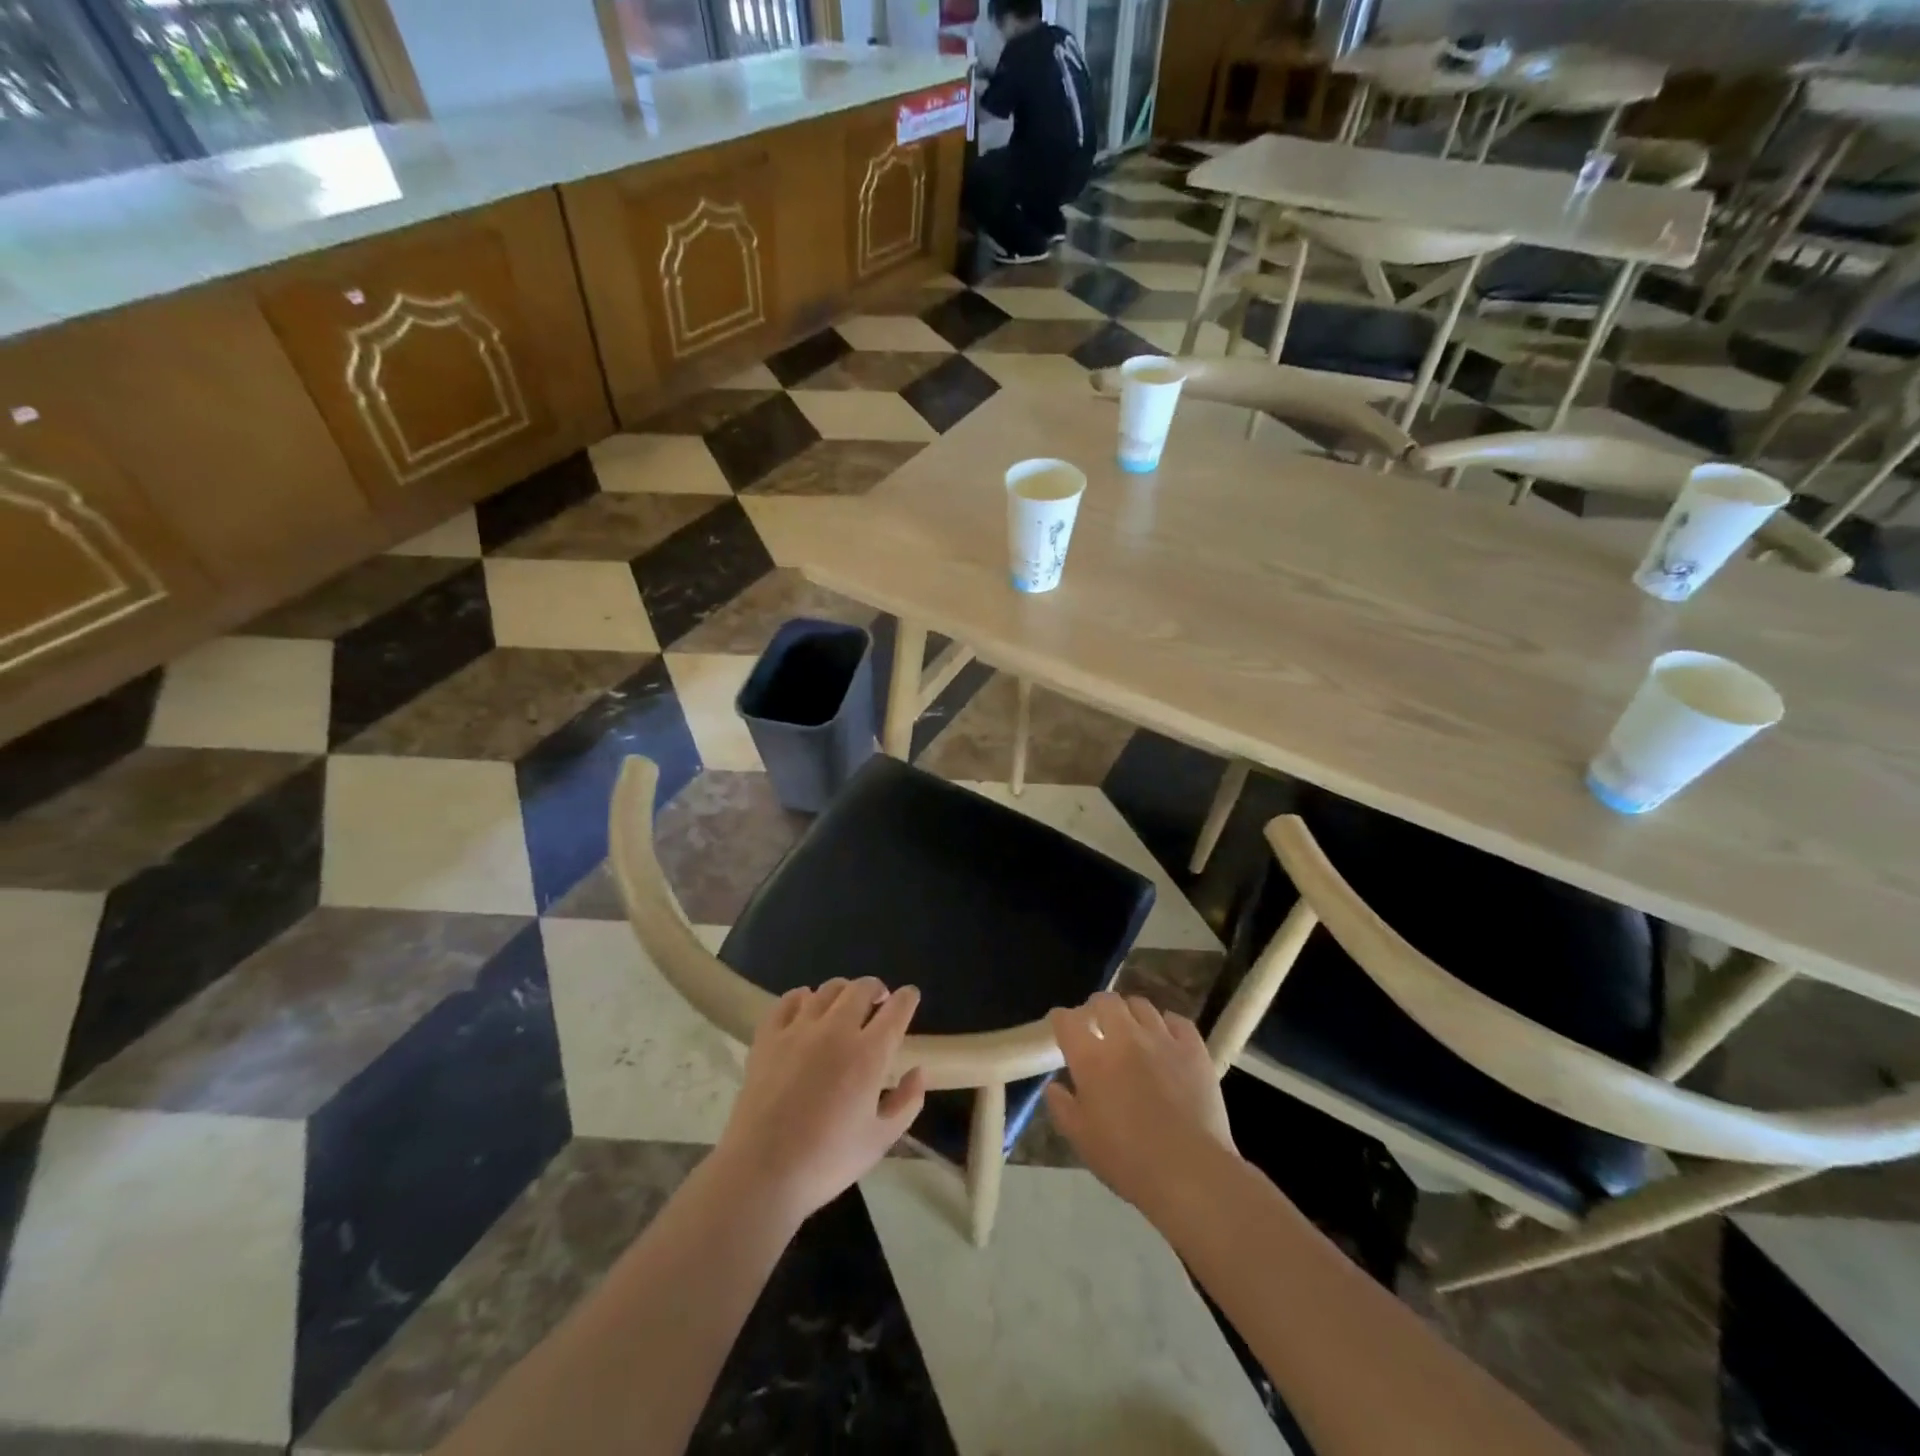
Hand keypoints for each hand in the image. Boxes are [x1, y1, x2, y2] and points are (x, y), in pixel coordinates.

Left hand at [713, 978, 926, 1225]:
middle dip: (876, 989)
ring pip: (827, 989)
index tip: (910, 996)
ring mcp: (799, 1029)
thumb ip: (907, 1102)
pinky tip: (806, 1008)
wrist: (761, 1172)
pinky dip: (803, 997)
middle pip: (861, 988)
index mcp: (869, 1054)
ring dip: (843, 991)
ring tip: (845, 1005)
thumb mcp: (881, 1140)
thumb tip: (918, 1071)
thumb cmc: (827, 1161)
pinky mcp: (769, 1036)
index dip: (907, 998)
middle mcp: (837, 1030)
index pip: (896, 1009)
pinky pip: (789, 1000)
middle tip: (879, 1001)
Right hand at [1044, 992, 1236, 1216]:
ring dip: (1130, 1013)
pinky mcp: (1194, 1049)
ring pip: (1141, 1005)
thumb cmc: (1128, 1160)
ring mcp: (1162, 1039)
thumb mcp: (1081, 1139)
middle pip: (1106, 1001)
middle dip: (1096, 1007)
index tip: (1063, 1028)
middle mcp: (1125, 1038)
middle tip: (1097, 1024)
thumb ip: (1062, 1107)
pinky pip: (1177, 1020)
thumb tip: (1054, 1086)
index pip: (1068, 1020)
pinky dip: (1167, 1024)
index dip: (1062, 1020)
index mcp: (1092, 1058)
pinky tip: (1165, 1038)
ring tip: (1132, 1029)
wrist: (1190, 1172)